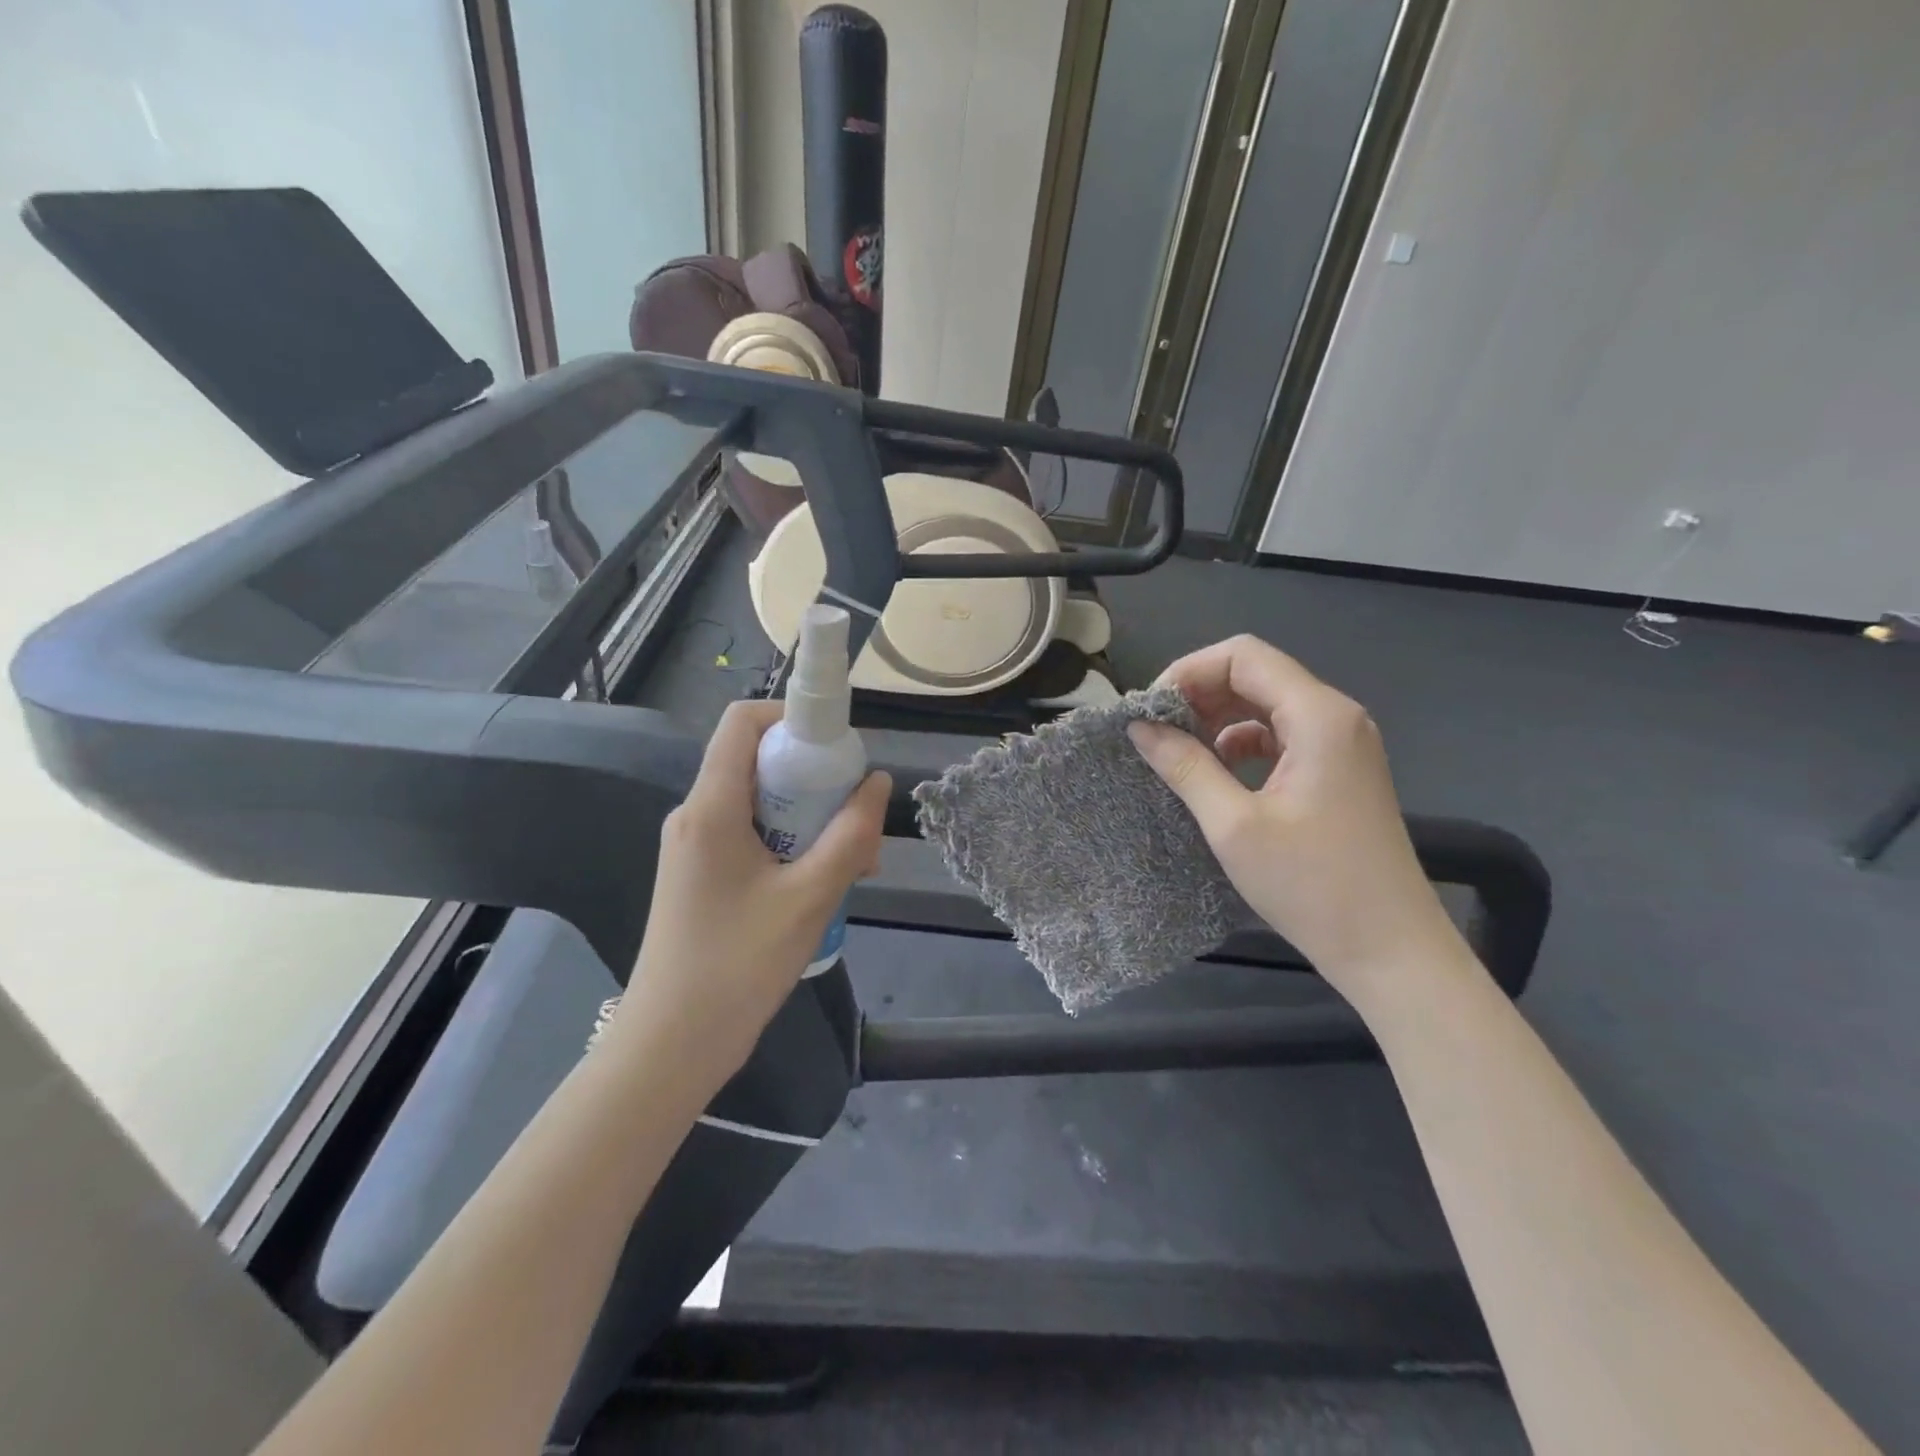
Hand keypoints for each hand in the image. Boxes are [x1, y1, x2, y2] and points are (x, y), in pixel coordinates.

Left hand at [611, 699, 890, 1077]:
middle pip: (758, 761)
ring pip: (761, 802)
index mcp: (711, 807)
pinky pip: (752, 835)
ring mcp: (696, 847)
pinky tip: (824, 882)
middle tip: (857, 816)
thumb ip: (850, 836)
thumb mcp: (810, 898)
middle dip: (815, 778)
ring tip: (853, 861)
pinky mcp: (703, 875)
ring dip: (810, 817)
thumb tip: (877, 783)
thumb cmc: (738, 966)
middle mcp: (697, 814)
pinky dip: (791, 843)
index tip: (839, 746)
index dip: (792, 716)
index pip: (743, 722)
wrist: (671, 1044)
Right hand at [1128, 635, 1457, 1001]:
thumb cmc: (1311, 885)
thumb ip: (1185, 766)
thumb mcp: (1233, 825)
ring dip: (1219, 717)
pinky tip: (1217, 770)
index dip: (1189, 672)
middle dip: (1200, 693)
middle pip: (1257, 674)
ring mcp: (1342, 743)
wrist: (1390, 949)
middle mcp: (1335, 716)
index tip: (1150, 710)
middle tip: (1155, 730)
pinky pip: (1282, 735)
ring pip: (1268, 704)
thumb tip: (1140, 728)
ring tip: (1178, 749)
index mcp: (1317, 716)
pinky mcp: (1339, 770)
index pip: (1243, 656)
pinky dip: (1243, 742)